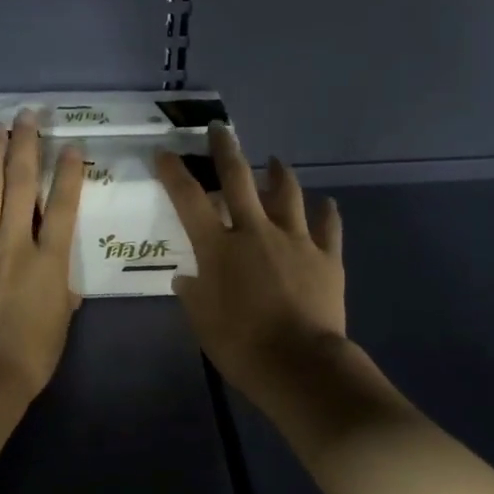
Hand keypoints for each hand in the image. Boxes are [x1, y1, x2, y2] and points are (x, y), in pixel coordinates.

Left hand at [0, 110, 85, 405]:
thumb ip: (61, 292)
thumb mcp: (60, 323)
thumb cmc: (29, 356)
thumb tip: (61, 282)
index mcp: (49, 261)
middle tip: (28, 117)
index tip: (72, 146)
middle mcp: (15, 243)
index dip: (69, 172)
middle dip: (27, 146)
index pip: (64, 206)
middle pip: (22, 185)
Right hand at [156, 125, 346, 399]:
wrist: (300, 364)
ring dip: (279, 174)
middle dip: (226, 150)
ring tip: (275, 161)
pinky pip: (329, 227)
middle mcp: (255, 232)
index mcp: (219, 247)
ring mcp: (295, 240)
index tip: (164, 151)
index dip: (173, 172)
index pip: (189, 199)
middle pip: (238, 179)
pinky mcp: (327, 257)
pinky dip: (327, 213)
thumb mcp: (202, 322)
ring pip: (288, 194)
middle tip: (220, 129)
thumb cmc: (241, 345)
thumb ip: (193, 293)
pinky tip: (327, 203)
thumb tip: (187, 277)